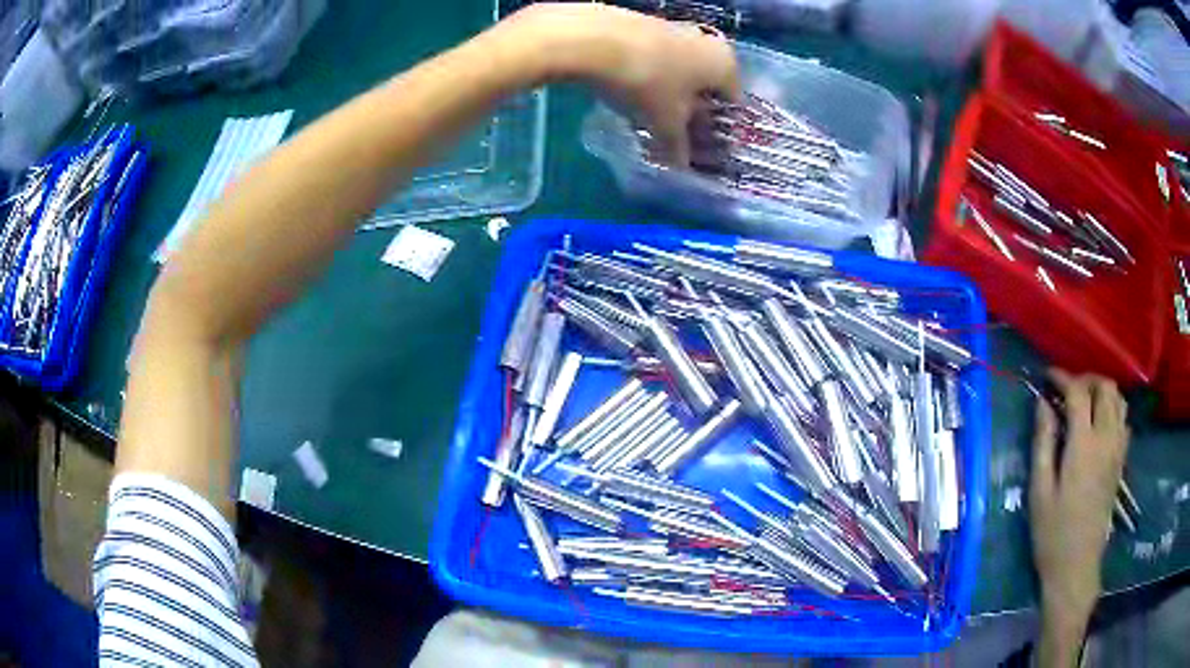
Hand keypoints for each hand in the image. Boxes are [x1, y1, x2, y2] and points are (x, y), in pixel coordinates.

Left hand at [510, 3, 739, 166]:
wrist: (596, 39)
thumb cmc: (649, 83)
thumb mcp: (666, 124)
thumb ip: (678, 146)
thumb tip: (682, 166)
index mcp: (726, 66)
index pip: (732, 104)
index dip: (719, 130)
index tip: (704, 148)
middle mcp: (708, 43)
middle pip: (705, 86)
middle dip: (693, 112)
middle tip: (677, 136)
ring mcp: (676, 30)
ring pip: (680, 72)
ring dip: (670, 96)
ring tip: (650, 120)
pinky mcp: (645, 26)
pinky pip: (657, 60)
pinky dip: (651, 79)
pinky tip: (631, 95)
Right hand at [1030, 369, 1128, 662]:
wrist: (1076, 566)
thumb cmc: (1052, 533)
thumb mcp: (1040, 491)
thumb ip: (1043, 443)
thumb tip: (1043, 404)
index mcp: (1083, 446)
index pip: (1078, 392)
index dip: (1063, 378)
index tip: (1048, 377)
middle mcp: (1106, 439)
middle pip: (1105, 387)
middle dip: (1086, 380)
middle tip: (1068, 390)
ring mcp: (1117, 450)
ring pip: (1119, 400)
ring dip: (1103, 391)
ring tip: (1085, 402)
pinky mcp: (1121, 462)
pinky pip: (1124, 420)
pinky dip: (1113, 410)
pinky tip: (1100, 424)